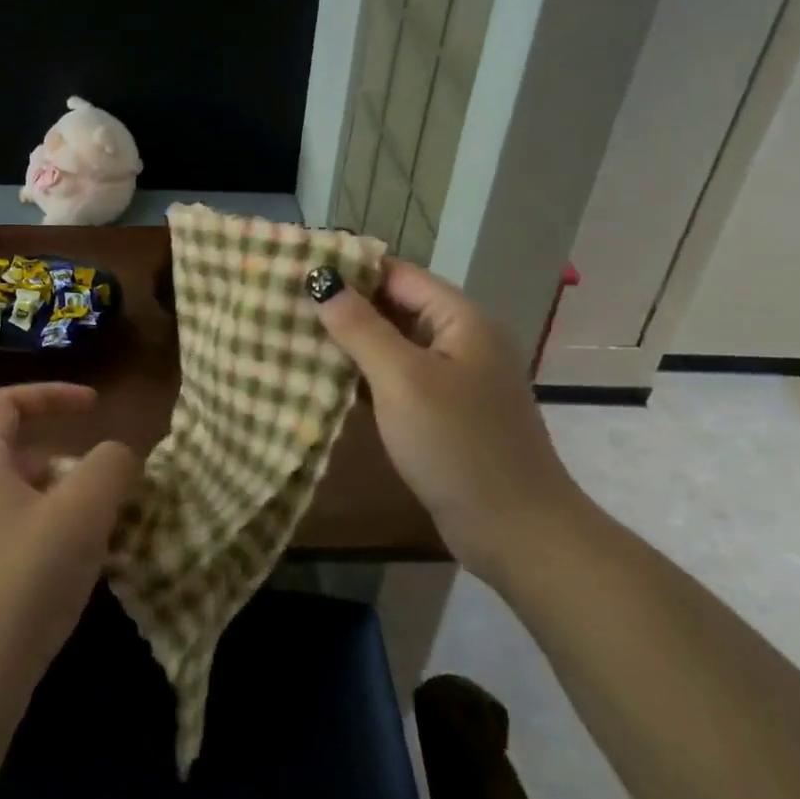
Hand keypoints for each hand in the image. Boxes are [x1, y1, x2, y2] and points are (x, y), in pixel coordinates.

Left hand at [0, 384, 140, 706]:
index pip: (7, 402)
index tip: (96, 406)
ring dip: (62, 497)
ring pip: (18, 493)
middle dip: (68, 458)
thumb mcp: (84, 510)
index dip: (54, 393)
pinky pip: (12, 528)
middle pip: (18, 449)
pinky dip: (47, 528)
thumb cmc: (28, 577)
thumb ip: (111, 465)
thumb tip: (116, 456)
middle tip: (105, 485)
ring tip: (99, 528)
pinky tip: (73, 564)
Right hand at [310, 259, 582, 576]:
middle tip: (285, 304)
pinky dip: (364, 375)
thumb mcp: (402, 379)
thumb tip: (321, 280)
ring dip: (350, 342)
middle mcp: (460, 339)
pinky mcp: (442, 412)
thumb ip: (360, 327)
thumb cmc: (457, 443)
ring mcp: (453, 378)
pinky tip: (324, 379)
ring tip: (293, 335)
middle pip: (396, 306)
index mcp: (461, 319)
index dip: (350, 268)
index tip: (297, 269)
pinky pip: (397, 378)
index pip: (398, 274)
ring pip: (393, 345)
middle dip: (344, 305)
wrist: (514, 530)